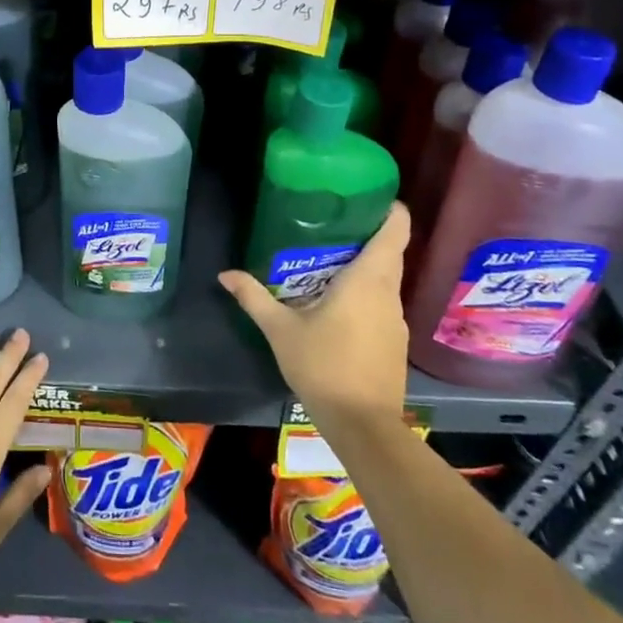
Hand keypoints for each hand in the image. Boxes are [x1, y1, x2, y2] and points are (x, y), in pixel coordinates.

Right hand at [219, 203, 412, 435]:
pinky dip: (364, 293)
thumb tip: (225, 274)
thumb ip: (254, 297)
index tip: (367, 195)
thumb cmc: (324, 366)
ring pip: (385, 279)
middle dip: (364, 234)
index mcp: (369, 280)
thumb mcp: (280, 330)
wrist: (362, 426)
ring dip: (363, 266)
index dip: (389, 208)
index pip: (396, 230)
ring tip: (326, 259)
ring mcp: (396, 319)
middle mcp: (389, 293)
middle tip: (329, 224)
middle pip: (389, 251)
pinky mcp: (394, 341)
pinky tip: (336, 303)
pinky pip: (381, 302)